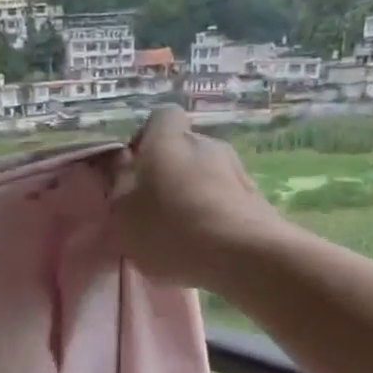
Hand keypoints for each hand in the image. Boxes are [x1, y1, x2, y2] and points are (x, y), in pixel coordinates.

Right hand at [111, 108, 281, 288]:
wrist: (241, 254)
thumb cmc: (169, 228)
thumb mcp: (123, 210)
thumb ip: (117, 180)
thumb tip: (120, 159)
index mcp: (168, 140)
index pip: (160, 118)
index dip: (145, 139)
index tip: (134, 171)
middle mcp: (205, 143)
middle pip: (183, 148)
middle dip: (168, 172)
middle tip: (154, 208)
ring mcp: (236, 168)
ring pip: (205, 174)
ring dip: (192, 194)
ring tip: (182, 232)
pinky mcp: (255, 196)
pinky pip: (224, 197)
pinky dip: (213, 212)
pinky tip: (206, 243)